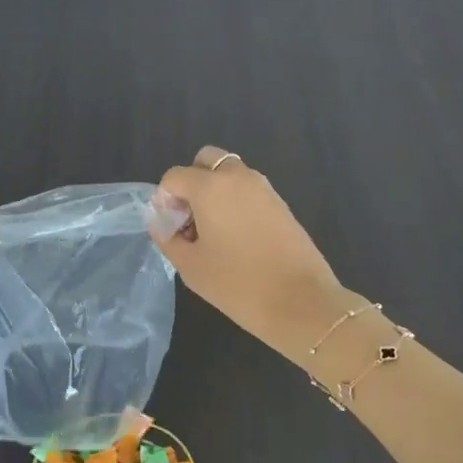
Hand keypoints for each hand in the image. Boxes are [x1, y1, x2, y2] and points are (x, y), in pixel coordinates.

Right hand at [155, 146, 353, 362]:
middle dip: (191, 184)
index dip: (164, 200)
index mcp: (211, 187)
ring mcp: (264, 188)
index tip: (170, 229)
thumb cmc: (237, 284)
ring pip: (229, 174)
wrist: (300, 302)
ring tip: (212, 233)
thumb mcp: (190, 266)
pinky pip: (248, 190)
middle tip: (190, 220)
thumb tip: (162, 223)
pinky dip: (235, 202)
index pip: (174, 177)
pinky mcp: (281, 203)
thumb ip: (168, 238)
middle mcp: (238, 177)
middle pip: (206, 161)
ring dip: (214, 192)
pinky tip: (236, 239)